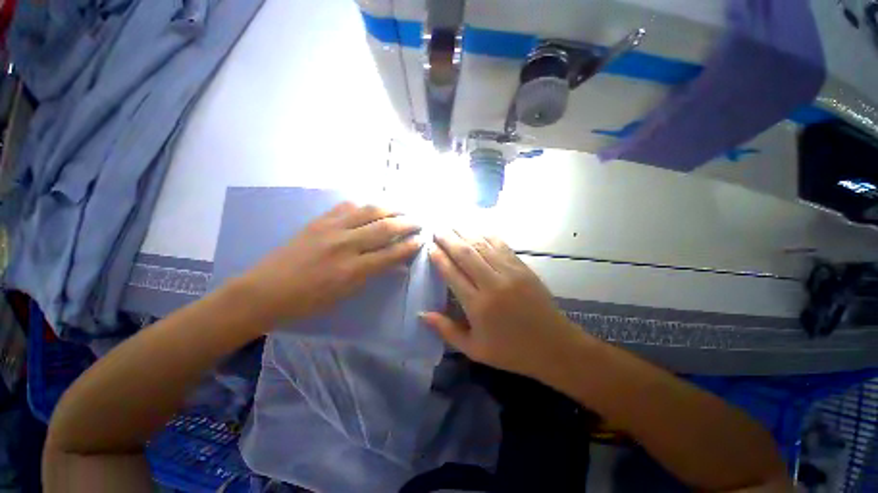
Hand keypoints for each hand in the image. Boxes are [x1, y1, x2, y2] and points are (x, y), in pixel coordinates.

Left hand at [241, 202, 421, 325]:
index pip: (391, 253)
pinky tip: (371, 207)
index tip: (422, 240)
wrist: (265, 291)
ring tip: (403, 209)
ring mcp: (331, 229)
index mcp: (352, 269)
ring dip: (390, 208)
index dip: (410, 246)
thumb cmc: (308, 301)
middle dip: (407, 223)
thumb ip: (373, 274)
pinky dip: (364, 205)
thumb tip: (396, 264)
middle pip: (384, 228)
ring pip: (368, 211)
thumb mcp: (345, 294)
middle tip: (419, 221)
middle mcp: (345, 245)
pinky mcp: (318, 221)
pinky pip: (346, 206)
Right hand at [421, 231, 581, 378]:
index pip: (452, 274)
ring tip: (452, 224)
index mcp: (478, 305)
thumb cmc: (510, 351)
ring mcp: (510, 273)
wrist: (553, 346)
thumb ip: (446, 330)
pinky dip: (487, 235)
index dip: (439, 258)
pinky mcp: (522, 267)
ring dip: (466, 233)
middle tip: (437, 229)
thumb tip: (421, 314)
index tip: (430, 247)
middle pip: (465, 254)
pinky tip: (478, 228)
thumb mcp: (474, 349)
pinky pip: (501, 245)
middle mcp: (492, 284)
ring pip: (482, 246)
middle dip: (449, 239)